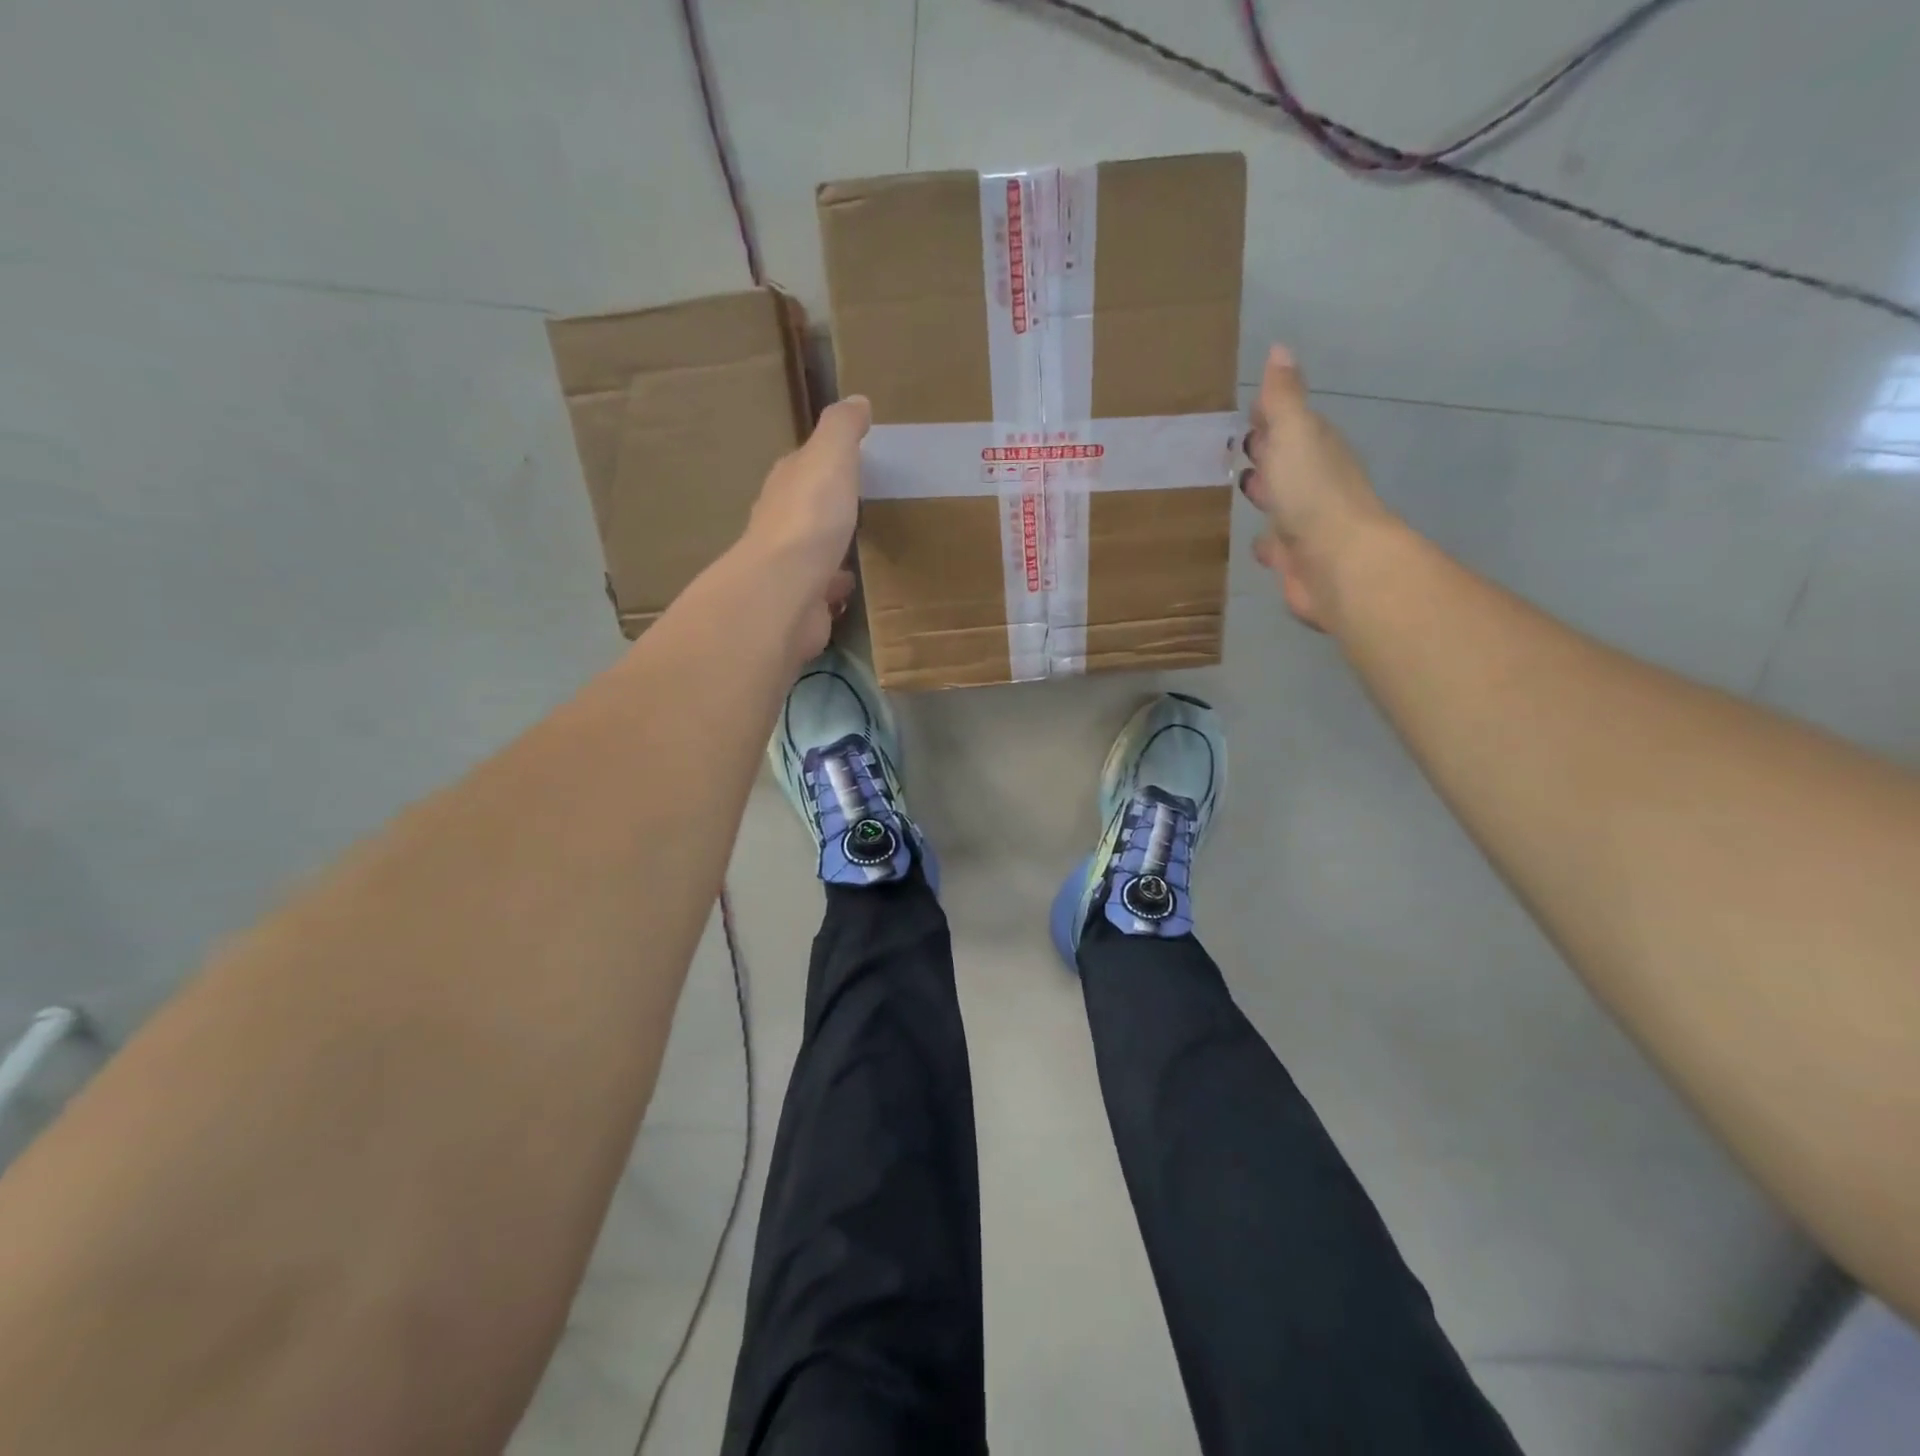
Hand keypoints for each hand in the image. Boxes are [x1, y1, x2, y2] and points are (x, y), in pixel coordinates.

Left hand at [743, 395, 869, 658]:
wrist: (786, 592)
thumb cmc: (810, 518)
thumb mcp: (830, 458)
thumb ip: (842, 430)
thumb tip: (856, 401)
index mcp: (786, 485)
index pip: (801, 465)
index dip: (823, 461)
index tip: (851, 459)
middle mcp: (781, 523)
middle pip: (806, 507)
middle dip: (827, 504)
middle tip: (859, 502)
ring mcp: (790, 567)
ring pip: (814, 550)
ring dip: (831, 546)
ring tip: (860, 544)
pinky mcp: (803, 602)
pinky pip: (824, 588)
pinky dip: (835, 585)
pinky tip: (852, 585)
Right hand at [1242, 346, 1392, 630]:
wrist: (1337, 562)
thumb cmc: (1312, 493)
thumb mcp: (1294, 433)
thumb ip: (1283, 398)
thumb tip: (1279, 348)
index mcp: (1314, 448)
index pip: (1288, 424)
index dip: (1269, 416)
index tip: (1245, 410)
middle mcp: (1312, 482)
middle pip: (1285, 461)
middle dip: (1263, 452)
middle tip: (1230, 447)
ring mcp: (1304, 522)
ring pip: (1279, 501)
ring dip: (1264, 493)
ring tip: (1236, 486)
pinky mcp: (1294, 559)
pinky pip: (1274, 544)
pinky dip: (1265, 540)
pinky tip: (1253, 541)